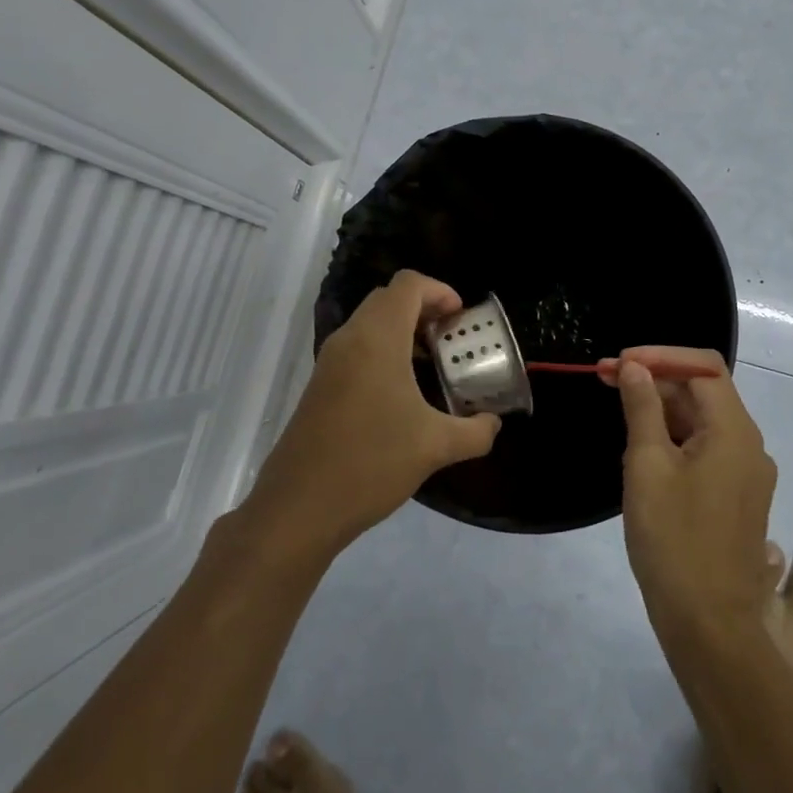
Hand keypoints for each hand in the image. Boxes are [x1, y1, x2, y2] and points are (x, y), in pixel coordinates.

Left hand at [244, 271, 499, 556]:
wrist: (299, 507)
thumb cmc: (371, 463)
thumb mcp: (436, 447)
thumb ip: (475, 431)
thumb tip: (493, 424)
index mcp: (377, 339)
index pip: (408, 284)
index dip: (440, 291)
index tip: (461, 319)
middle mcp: (349, 340)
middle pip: (388, 299)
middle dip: (424, 309)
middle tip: (451, 339)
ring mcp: (329, 362)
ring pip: (370, 324)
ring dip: (403, 332)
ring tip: (432, 366)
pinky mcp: (319, 386)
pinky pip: (357, 349)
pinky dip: (383, 352)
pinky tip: (403, 395)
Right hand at [608, 347, 775, 645]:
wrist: (709, 624)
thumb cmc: (673, 540)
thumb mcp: (647, 466)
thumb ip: (642, 409)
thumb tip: (636, 368)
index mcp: (734, 431)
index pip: (703, 368)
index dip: (660, 355)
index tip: (618, 363)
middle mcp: (749, 445)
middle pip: (703, 392)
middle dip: (656, 379)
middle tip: (605, 379)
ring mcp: (745, 473)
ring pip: (703, 421)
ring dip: (662, 409)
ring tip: (618, 408)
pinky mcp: (735, 496)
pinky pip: (706, 450)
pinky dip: (674, 438)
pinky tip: (642, 447)